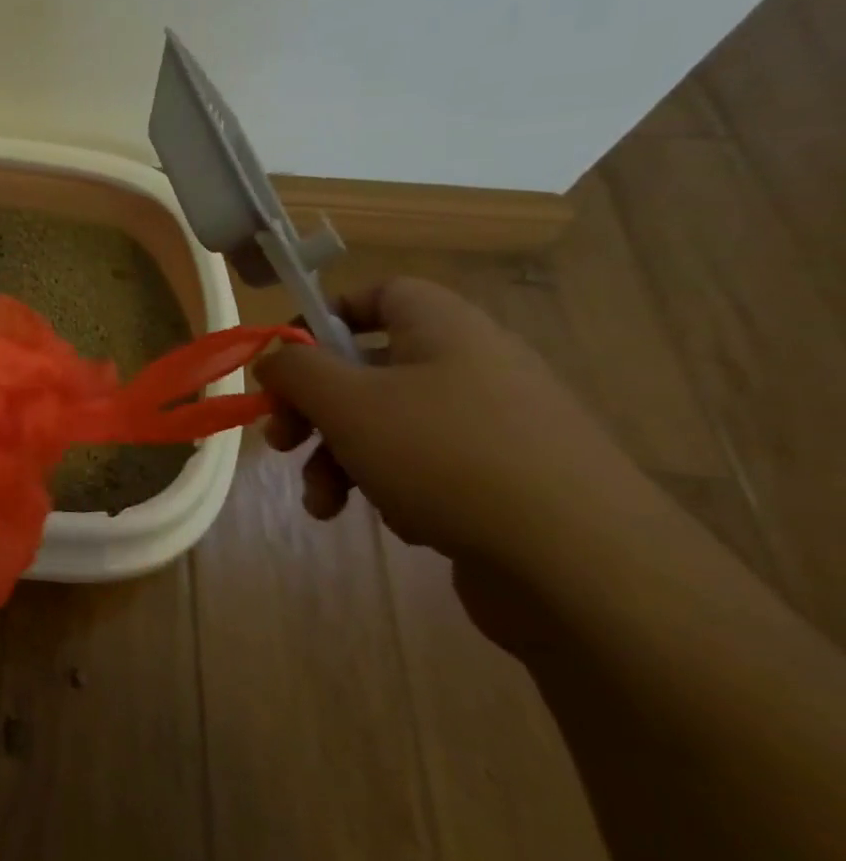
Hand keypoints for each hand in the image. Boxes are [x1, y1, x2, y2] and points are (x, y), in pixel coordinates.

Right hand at [254, 276, 652, 579]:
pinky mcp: (505, 481)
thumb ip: (296, 369)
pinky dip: (392, 488)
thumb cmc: (445, 457)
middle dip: (314, 410)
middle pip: (368, 369)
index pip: (378, 295)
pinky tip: (395, 522)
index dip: (324, 319)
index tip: (286, 362)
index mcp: (443, 328)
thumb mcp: (346, 402)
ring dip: (339, 460)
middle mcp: (472, 366)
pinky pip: (426, 467)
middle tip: (282, 443)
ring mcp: (493, 426)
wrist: (583, 566)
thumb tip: (275, 360)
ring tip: (323, 504)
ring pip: (388, 426)